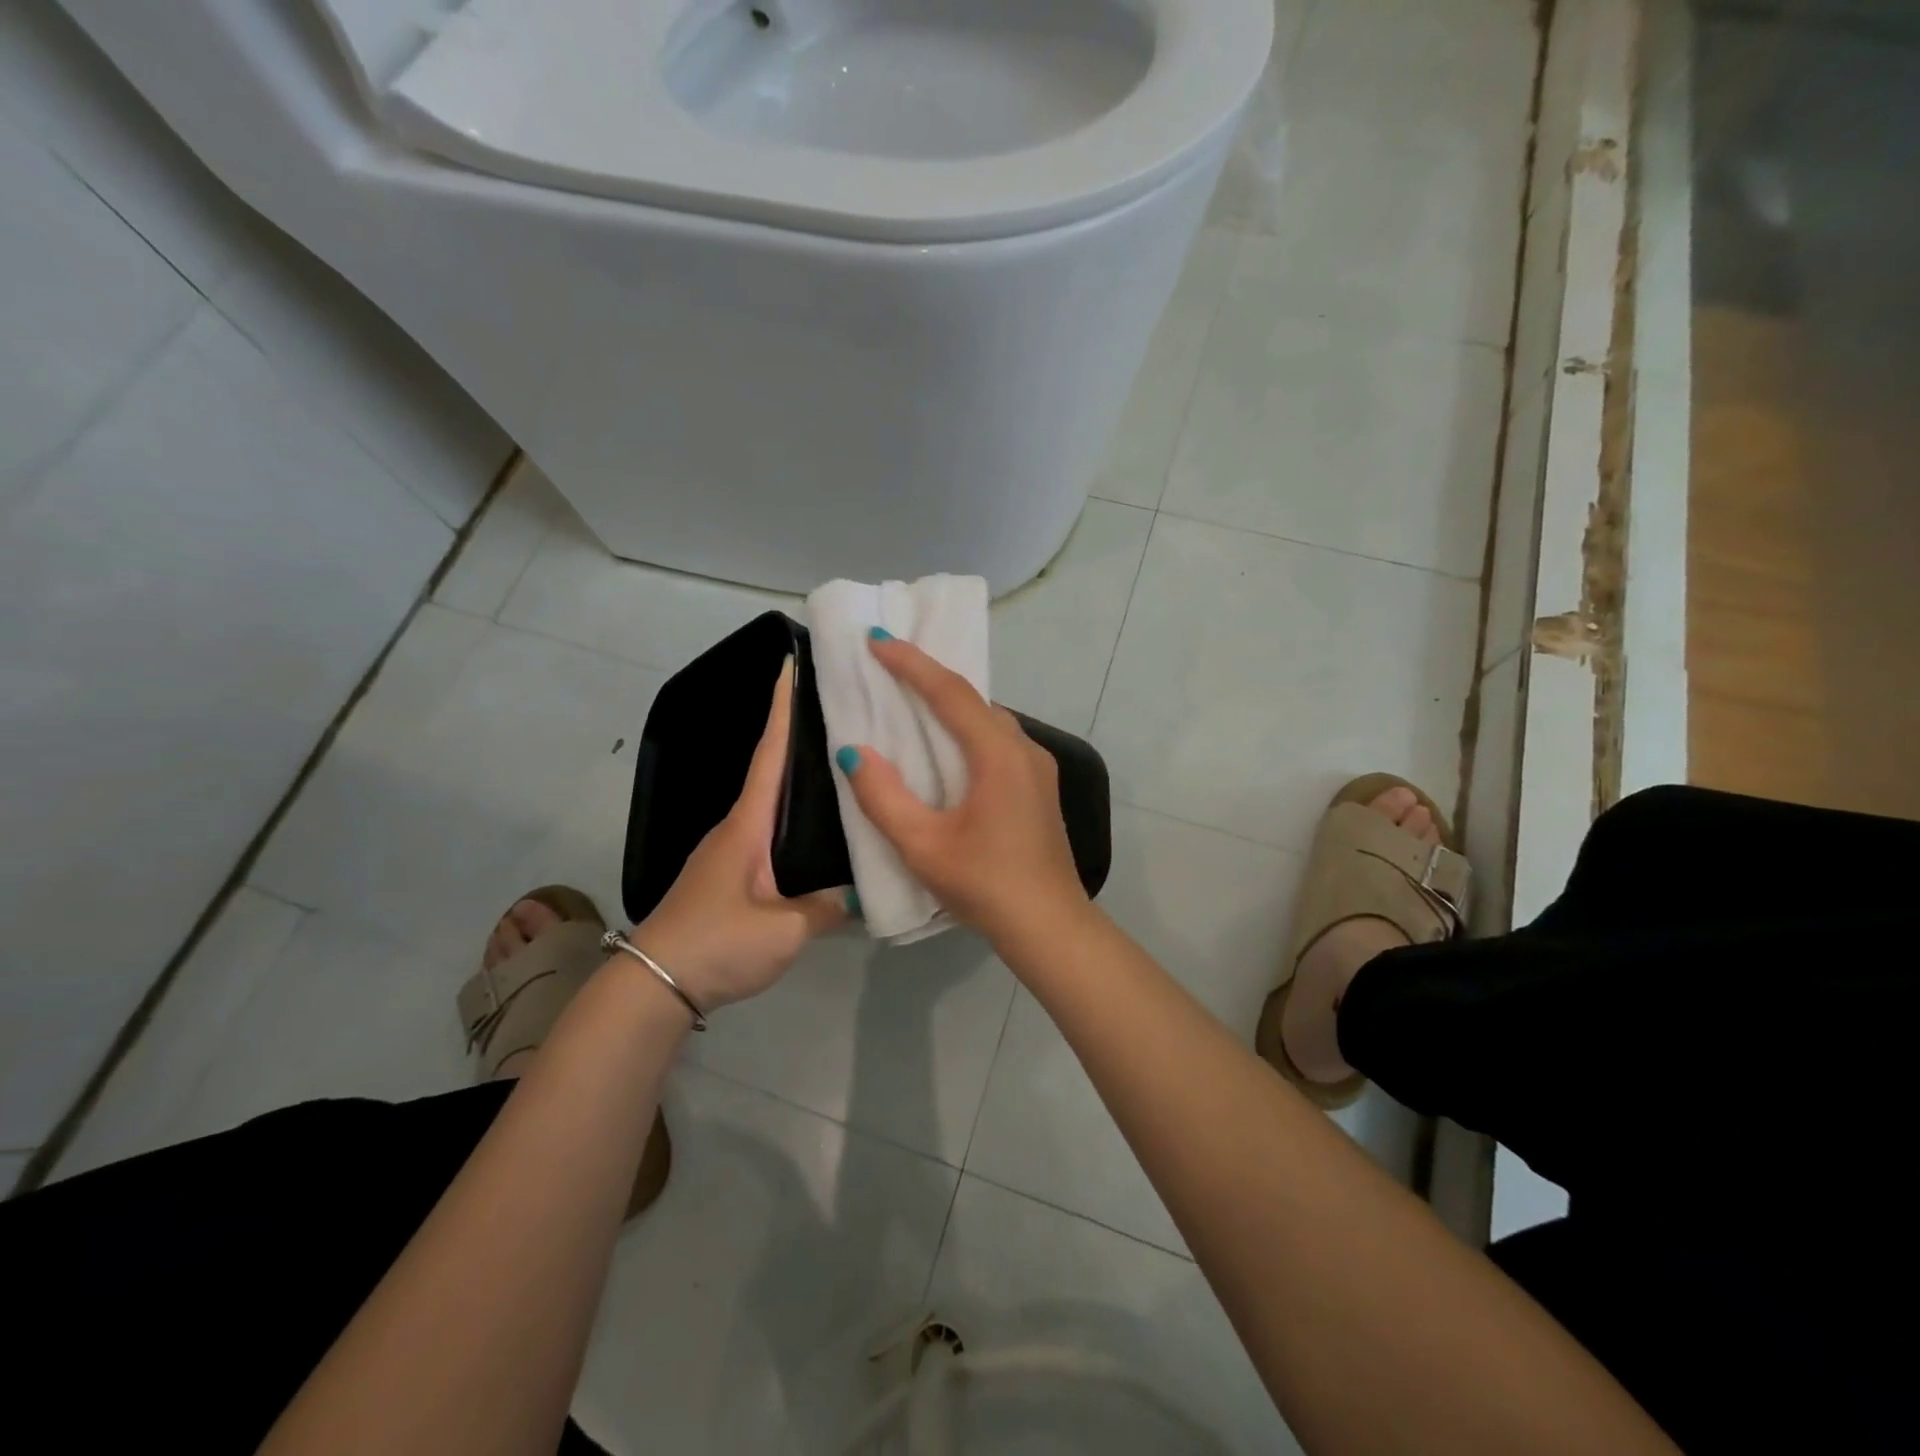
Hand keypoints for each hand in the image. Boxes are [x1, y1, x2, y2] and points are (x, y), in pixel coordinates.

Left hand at [634, 657, 844, 1010]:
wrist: (655, 985)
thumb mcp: (785, 929)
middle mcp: (736, 828)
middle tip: (841, 713)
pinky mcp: (729, 876)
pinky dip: (793, 819)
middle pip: (771, 770)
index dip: (781, 709)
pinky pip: (769, 834)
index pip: (769, 754)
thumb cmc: (718, 943)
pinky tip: (819, 832)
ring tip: (841, 767)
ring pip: (771, 805)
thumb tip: (858, 894)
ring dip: (798, 781)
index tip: (791, 665)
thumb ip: (828, 906)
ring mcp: (729, 852)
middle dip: (799, 735)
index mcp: (748, 825)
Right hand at [838, 635, 1089, 941]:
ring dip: (951, 705)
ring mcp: (1038, 767)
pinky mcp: (1039, 787)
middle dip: (930, 677)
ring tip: (912, 701)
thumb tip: (854, 752)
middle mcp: (1024, 749)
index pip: (950, 692)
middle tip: (889, 666)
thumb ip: (883, 797)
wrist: (1049, 925)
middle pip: (973, 699)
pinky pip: (999, 741)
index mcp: (998, 754)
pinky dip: (968, 730)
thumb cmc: (984, 884)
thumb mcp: (922, 845)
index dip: (911, 663)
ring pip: (989, 720)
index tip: (877, 640)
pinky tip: (947, 747)